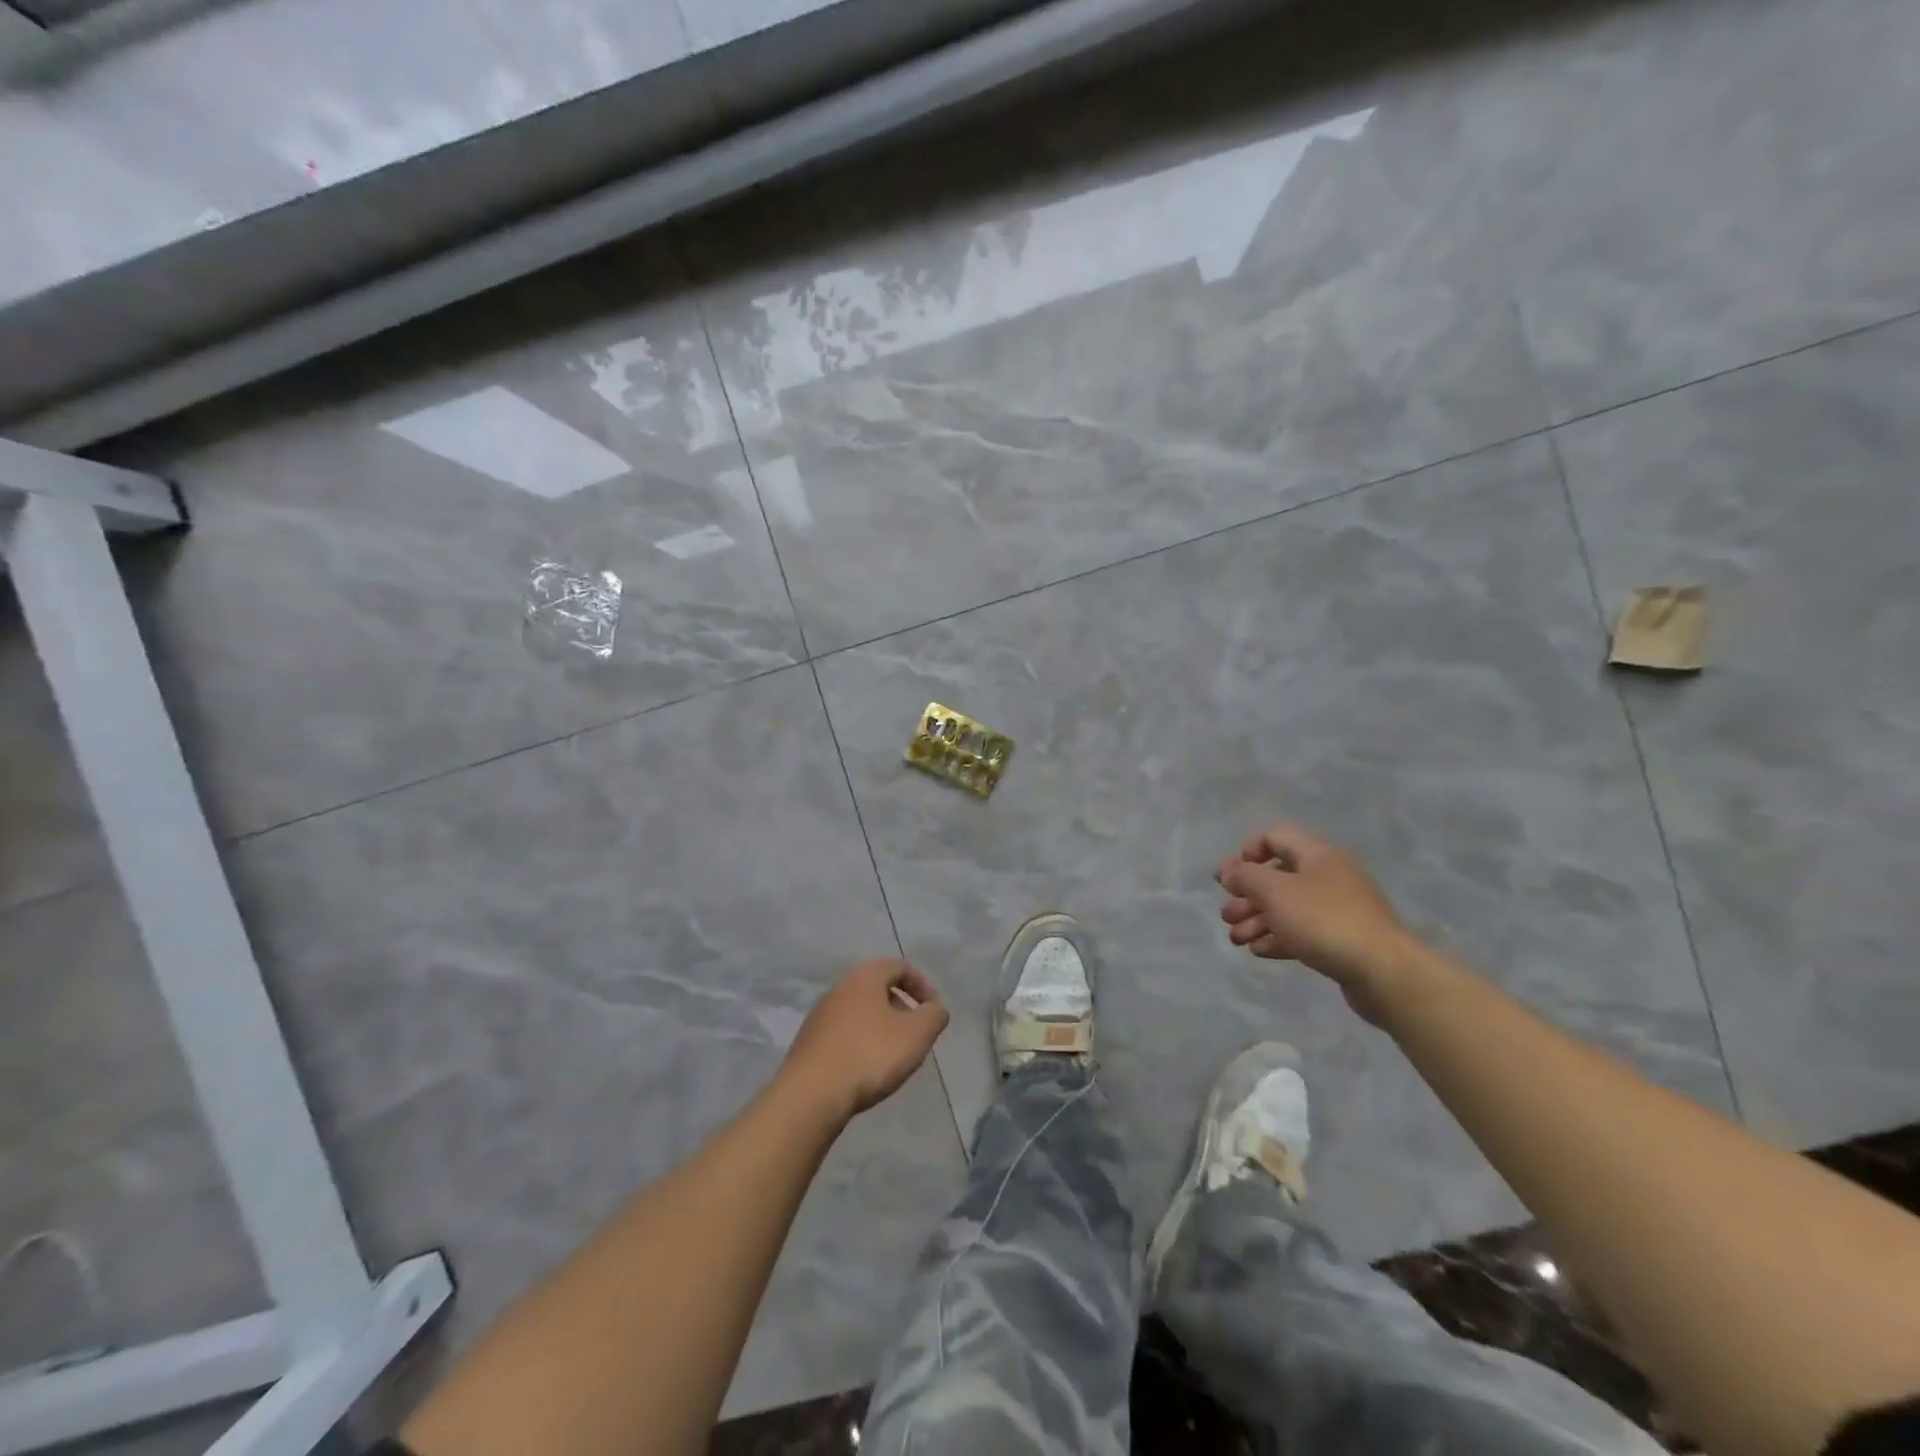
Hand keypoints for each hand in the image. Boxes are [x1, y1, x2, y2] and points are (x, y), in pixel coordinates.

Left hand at [778, 958, 949, 1122]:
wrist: (811, 1095)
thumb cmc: (870, 1055)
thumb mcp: (916, 1034)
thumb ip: (934, 1016)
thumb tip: (935, 1009)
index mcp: (864, 977)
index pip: (900, 967)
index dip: (922, 986)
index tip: (933, 1013)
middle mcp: (839, 988)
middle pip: (878, 988)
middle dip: (901, 1009)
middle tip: (915, 1035)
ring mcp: (820, 1016)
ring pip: (860, 1012)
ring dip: (881, 1028)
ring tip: (893, 1057)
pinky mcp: (809, 1043)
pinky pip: (844, 1034)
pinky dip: (861, 1044)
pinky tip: (866, 1071)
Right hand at [1216, 823, 1416, 1024]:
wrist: (1383, 972)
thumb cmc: (1324, 921)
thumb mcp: (1275, 891)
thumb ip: (1245, 876)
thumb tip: (1229, 872)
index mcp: (1317, 855)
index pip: (1274, 837)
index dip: (1245, 853)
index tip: (1227, 878)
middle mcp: (1329, 876)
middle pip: (1278, 877)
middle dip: (1246, 895)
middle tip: (1227, 915)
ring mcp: (1338, 909)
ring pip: (1287, 907)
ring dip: (1256, 920)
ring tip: (1237, 939)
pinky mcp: (1342, 939)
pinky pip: (1302, 931)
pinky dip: (1278, 937)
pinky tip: (1259, 951)